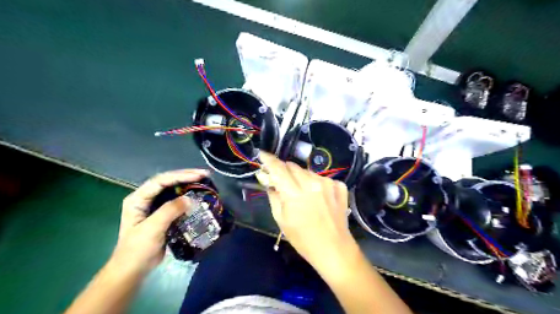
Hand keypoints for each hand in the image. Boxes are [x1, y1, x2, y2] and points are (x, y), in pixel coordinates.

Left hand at [112, 168, 209, 273]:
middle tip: (205, 175)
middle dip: (186, 176)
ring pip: (173, 190)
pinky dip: (188, 197)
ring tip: (204, 182)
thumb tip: (190, 198)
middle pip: (167, 181)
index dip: (180, 176)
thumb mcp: (152, 229)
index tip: (199, 176)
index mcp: (138, 198)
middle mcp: (146, 198)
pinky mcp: (163, 214)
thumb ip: (169, 211)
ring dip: (188, 185)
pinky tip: (198, 196)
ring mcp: (155, 206)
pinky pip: (177, 201)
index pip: (160, 181)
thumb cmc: (138, 249)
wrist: (133, 270)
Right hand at [255, 152, 350, 267]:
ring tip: (302, 193)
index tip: (262, 154)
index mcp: (294, 193)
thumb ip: (273, 196)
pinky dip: (316, 183)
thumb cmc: (303, 239)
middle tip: (281, 181)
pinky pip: (322, 178)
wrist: (334, 248)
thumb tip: (268, 180)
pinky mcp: (339, 186)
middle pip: (292, 166)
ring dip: (300, 177)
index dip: (268, 160)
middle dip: (284, 170)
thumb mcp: (281, 220)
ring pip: (307, 171)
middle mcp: (312, 183)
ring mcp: (328, 183)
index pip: (278, 168)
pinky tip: (318, 196)